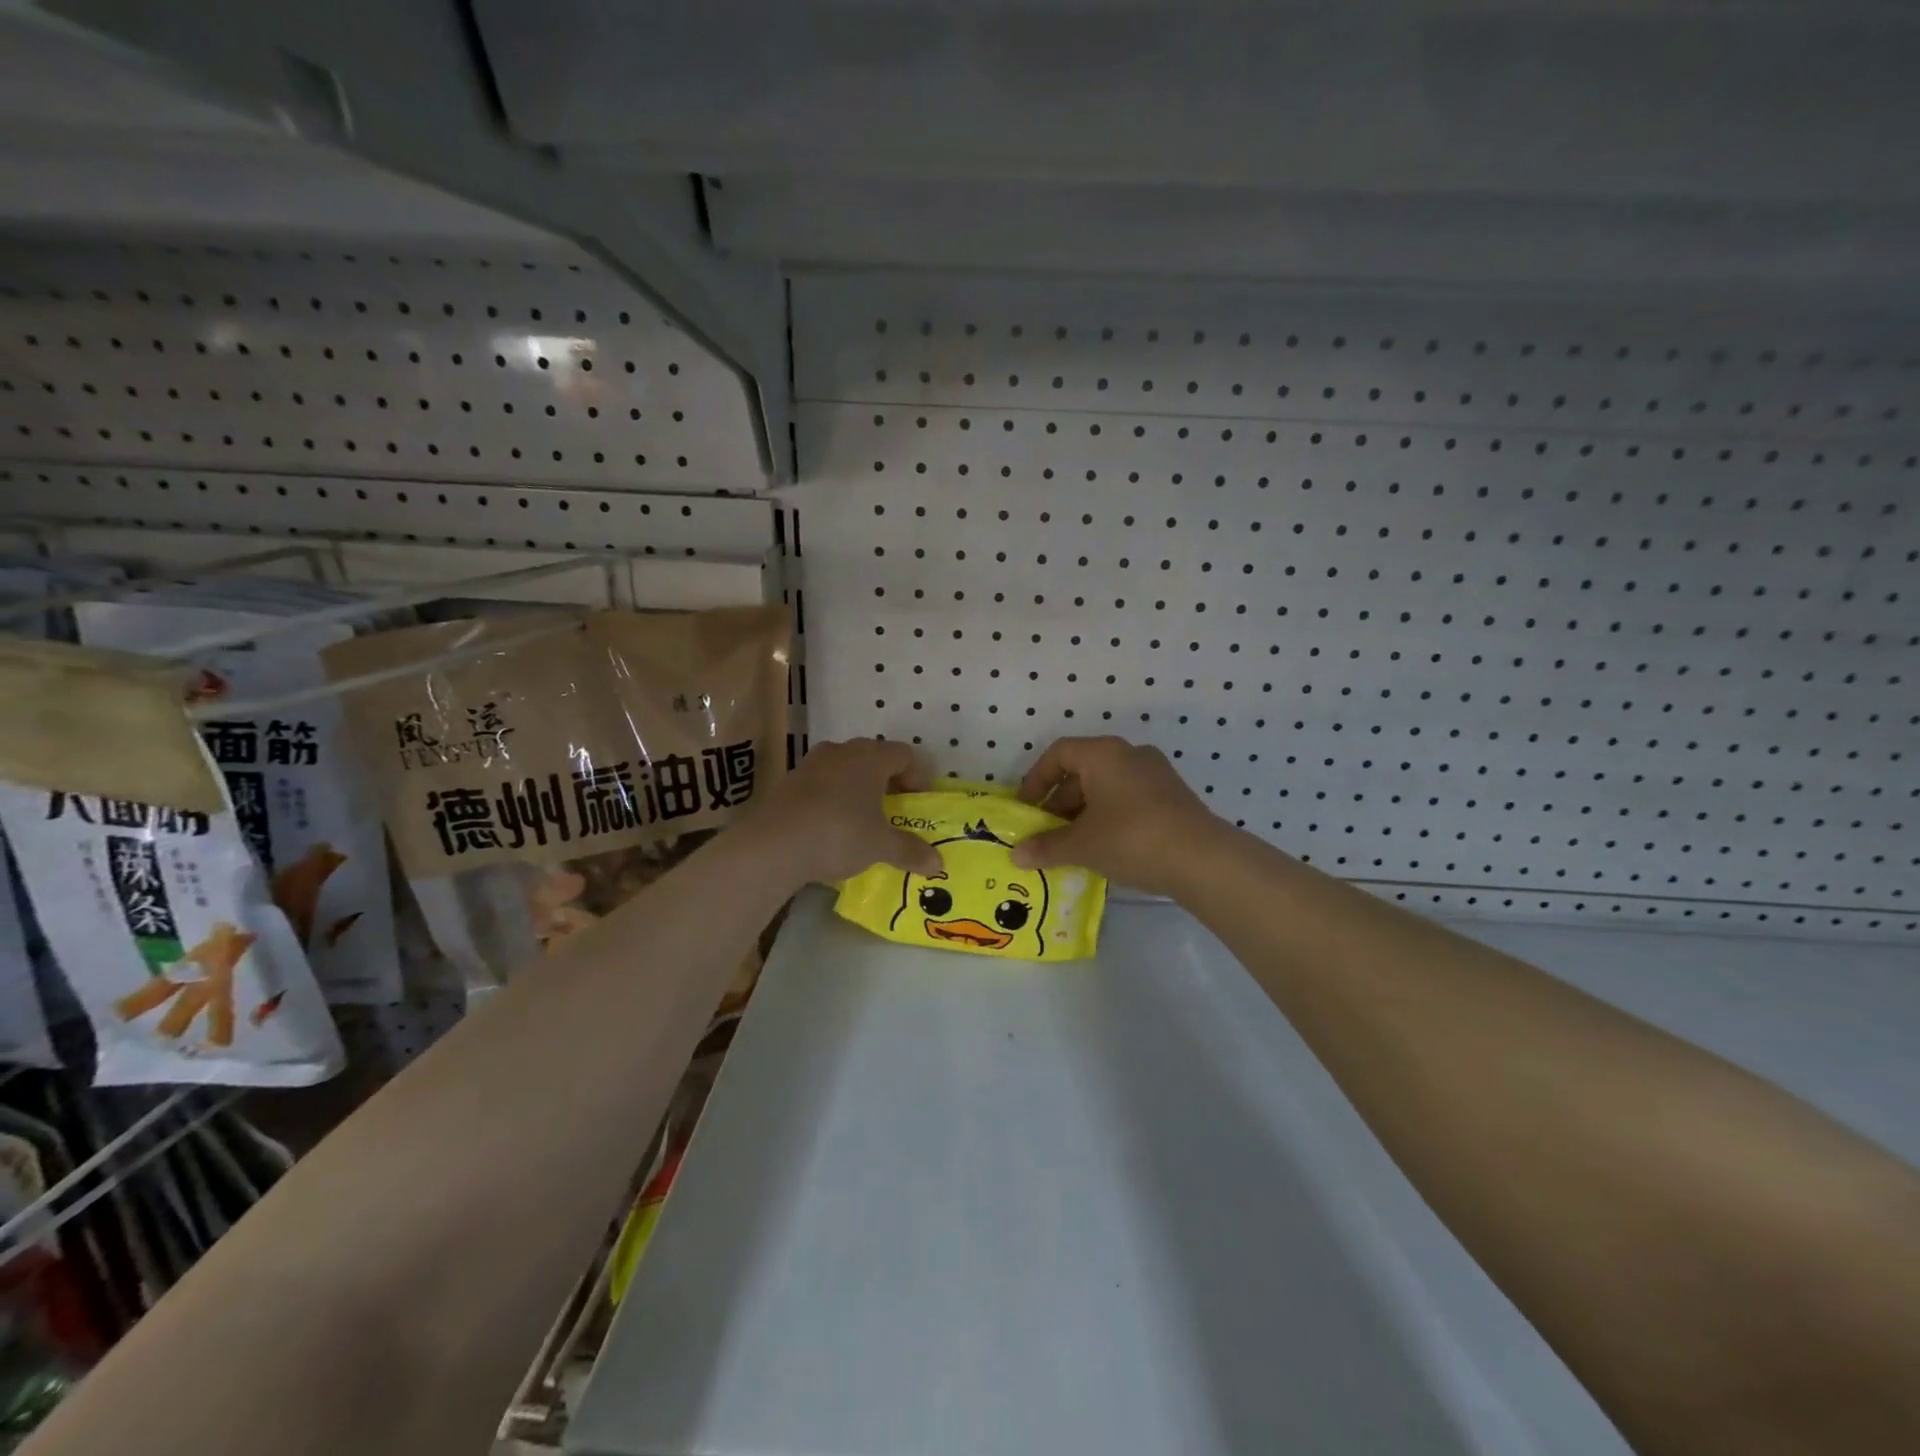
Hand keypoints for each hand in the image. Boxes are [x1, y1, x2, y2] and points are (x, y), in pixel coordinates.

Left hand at [743, 738, 942, 886]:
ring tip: (864, 818)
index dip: (918, 776)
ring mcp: (810, 764)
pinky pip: (821, 784)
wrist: (773, 845)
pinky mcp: (788, 783)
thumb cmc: (839, 834)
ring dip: (858, 788)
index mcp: (870, 757)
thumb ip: (910, 851)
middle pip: (873, 758)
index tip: (921, 800)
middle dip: (887, 781)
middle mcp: (841, 751)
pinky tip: (832, 827)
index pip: (905, 754)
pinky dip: (833, 799)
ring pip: (845, 769)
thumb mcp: (881, 846)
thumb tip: (938, 865)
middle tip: (895, 808)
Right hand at [1012, 736, 1227, 896]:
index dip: (1036, 780)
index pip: (1058, 754)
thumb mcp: (1082, 845)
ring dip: (1085, 813)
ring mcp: (1156, 774)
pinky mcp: (1174, 797)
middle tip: (1048, 834)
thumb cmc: (1131, 839)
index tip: (1027, 810)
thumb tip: (1016, 855)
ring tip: (1074, 846)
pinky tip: (1107, 849)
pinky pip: (1129, 799)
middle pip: (1083, 770)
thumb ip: (1047, 847)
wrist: (1203, 860)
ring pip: (1107, 787)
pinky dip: (1110, 817)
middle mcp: (1130, 754)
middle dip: (1060, 802)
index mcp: (1104, 754)